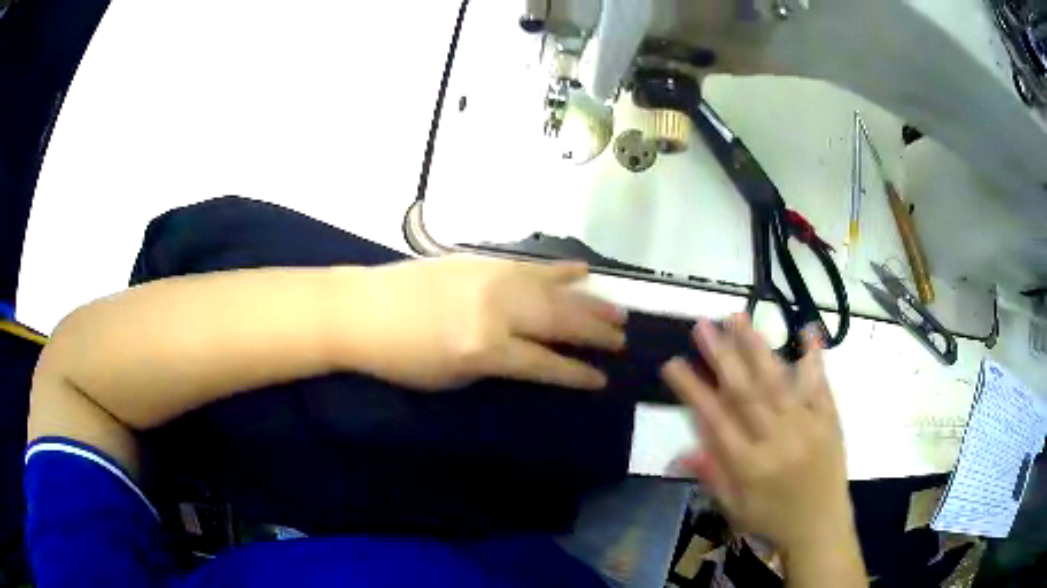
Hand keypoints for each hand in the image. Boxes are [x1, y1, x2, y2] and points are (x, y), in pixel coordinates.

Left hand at [358, 255, 626, 390]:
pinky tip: (582, 270)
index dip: (577, 374)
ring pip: (554, 291)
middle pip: (560, 322)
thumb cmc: (398, 357)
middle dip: (595, 333)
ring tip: (617, 311)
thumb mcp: (450, 378)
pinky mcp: (483, 261)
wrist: (359, 309)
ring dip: (589, 301)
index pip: (546, 363)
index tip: (602, 379)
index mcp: (486, 349)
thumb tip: (529, 354)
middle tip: (622, 339)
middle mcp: (498, 311)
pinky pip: (530, 266)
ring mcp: (492, 280)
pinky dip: (558, 270)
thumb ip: (496, 364)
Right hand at [660, 314, 853, 553]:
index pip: (715, 420)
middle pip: (745, 392)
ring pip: (778, 382)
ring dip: (757, 347)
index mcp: (749, 466)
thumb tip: (683, 449)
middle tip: (703, 325)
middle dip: (722, 356)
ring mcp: (807, 426)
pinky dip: (813, 358)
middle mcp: (777, 440)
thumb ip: (712, 475)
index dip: (692, 390)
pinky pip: (820, 386)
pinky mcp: (829, 421)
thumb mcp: (735, 508)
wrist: (820, 528)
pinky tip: (807, 330)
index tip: (673, 363)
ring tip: (739, 318)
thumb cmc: (772, 521)